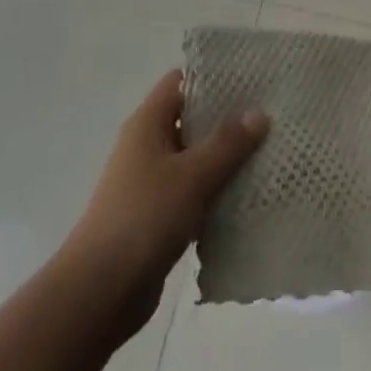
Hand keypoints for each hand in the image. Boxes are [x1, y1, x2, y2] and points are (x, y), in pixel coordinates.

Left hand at [65, 70, 267, 337]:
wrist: (99, 293)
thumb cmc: (143, 218)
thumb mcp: (191, 175)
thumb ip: (227, 143)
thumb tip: (259, 113)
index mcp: (147, 123)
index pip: (181, 81)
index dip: (213, 77)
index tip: (252, 78)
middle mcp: (147, 146)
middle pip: (192, 119)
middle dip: (229, 119)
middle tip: (271, 115)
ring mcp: (151, 182)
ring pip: (196, 159)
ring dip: (226, 159)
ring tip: (270, 152)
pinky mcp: (158, 216)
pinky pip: (194, 192)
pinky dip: (217, 191)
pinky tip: (249, 195)